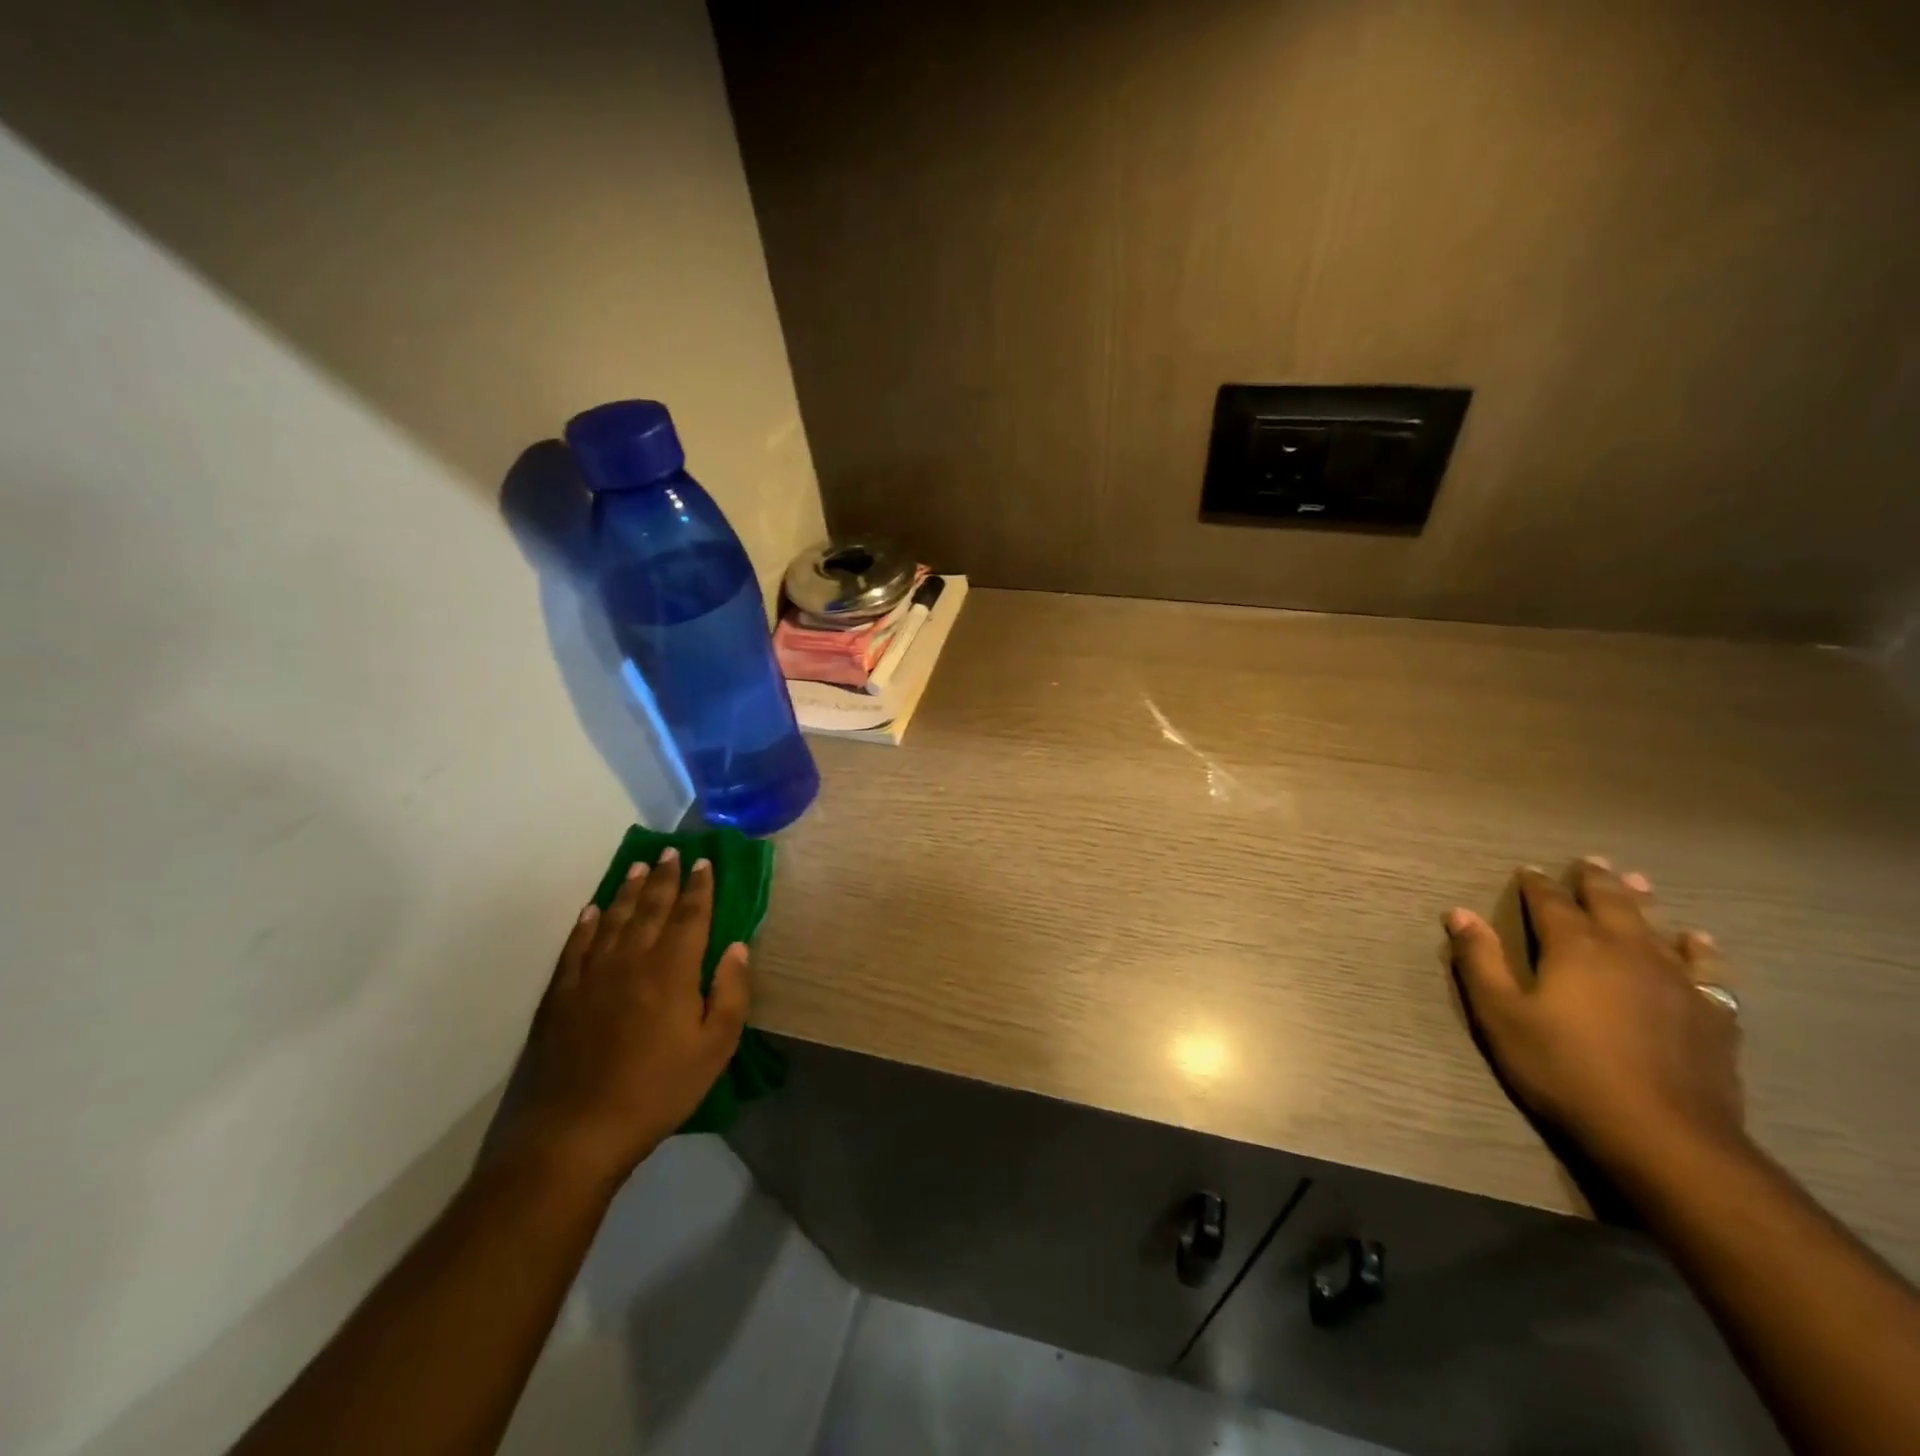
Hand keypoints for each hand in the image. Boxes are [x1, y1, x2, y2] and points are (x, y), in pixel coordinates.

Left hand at [500, 849, 750, 1191]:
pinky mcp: (560, 995)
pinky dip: (586, 924)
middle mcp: (631, 959)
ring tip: (637, 867)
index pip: (690, 915)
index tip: (705, 861)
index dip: (700, 887)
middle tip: (670, 851)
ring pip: (612, 919)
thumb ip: (731, 993)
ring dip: (627, 890)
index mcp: (672, 969)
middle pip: (650, 908)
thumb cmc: (657, 1090)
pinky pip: (576, 946)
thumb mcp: (715, 1048)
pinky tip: (591, 911)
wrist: (575, 1132)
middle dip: (664, 877)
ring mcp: (590, 975)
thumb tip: (738, 947)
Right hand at [1446, 859, 1744, 1181]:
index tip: (1528, 870)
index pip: (1551, 903)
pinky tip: (1697, 941)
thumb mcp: (1501, 1016)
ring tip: (1639, 882)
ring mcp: (1675, 982)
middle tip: (1589, 860)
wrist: (1663, 1135)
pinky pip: (1707, 970)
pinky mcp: (1710, 1014)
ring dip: (1644, 902)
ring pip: (1658, 928)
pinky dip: (1699, 950)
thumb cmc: (1564, 1069)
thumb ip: (1479, 961)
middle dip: (1596, 881)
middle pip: (1611, 904)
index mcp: (1574, 948)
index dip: (1537, 885)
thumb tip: (1458, 913)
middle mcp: (1627, 952)